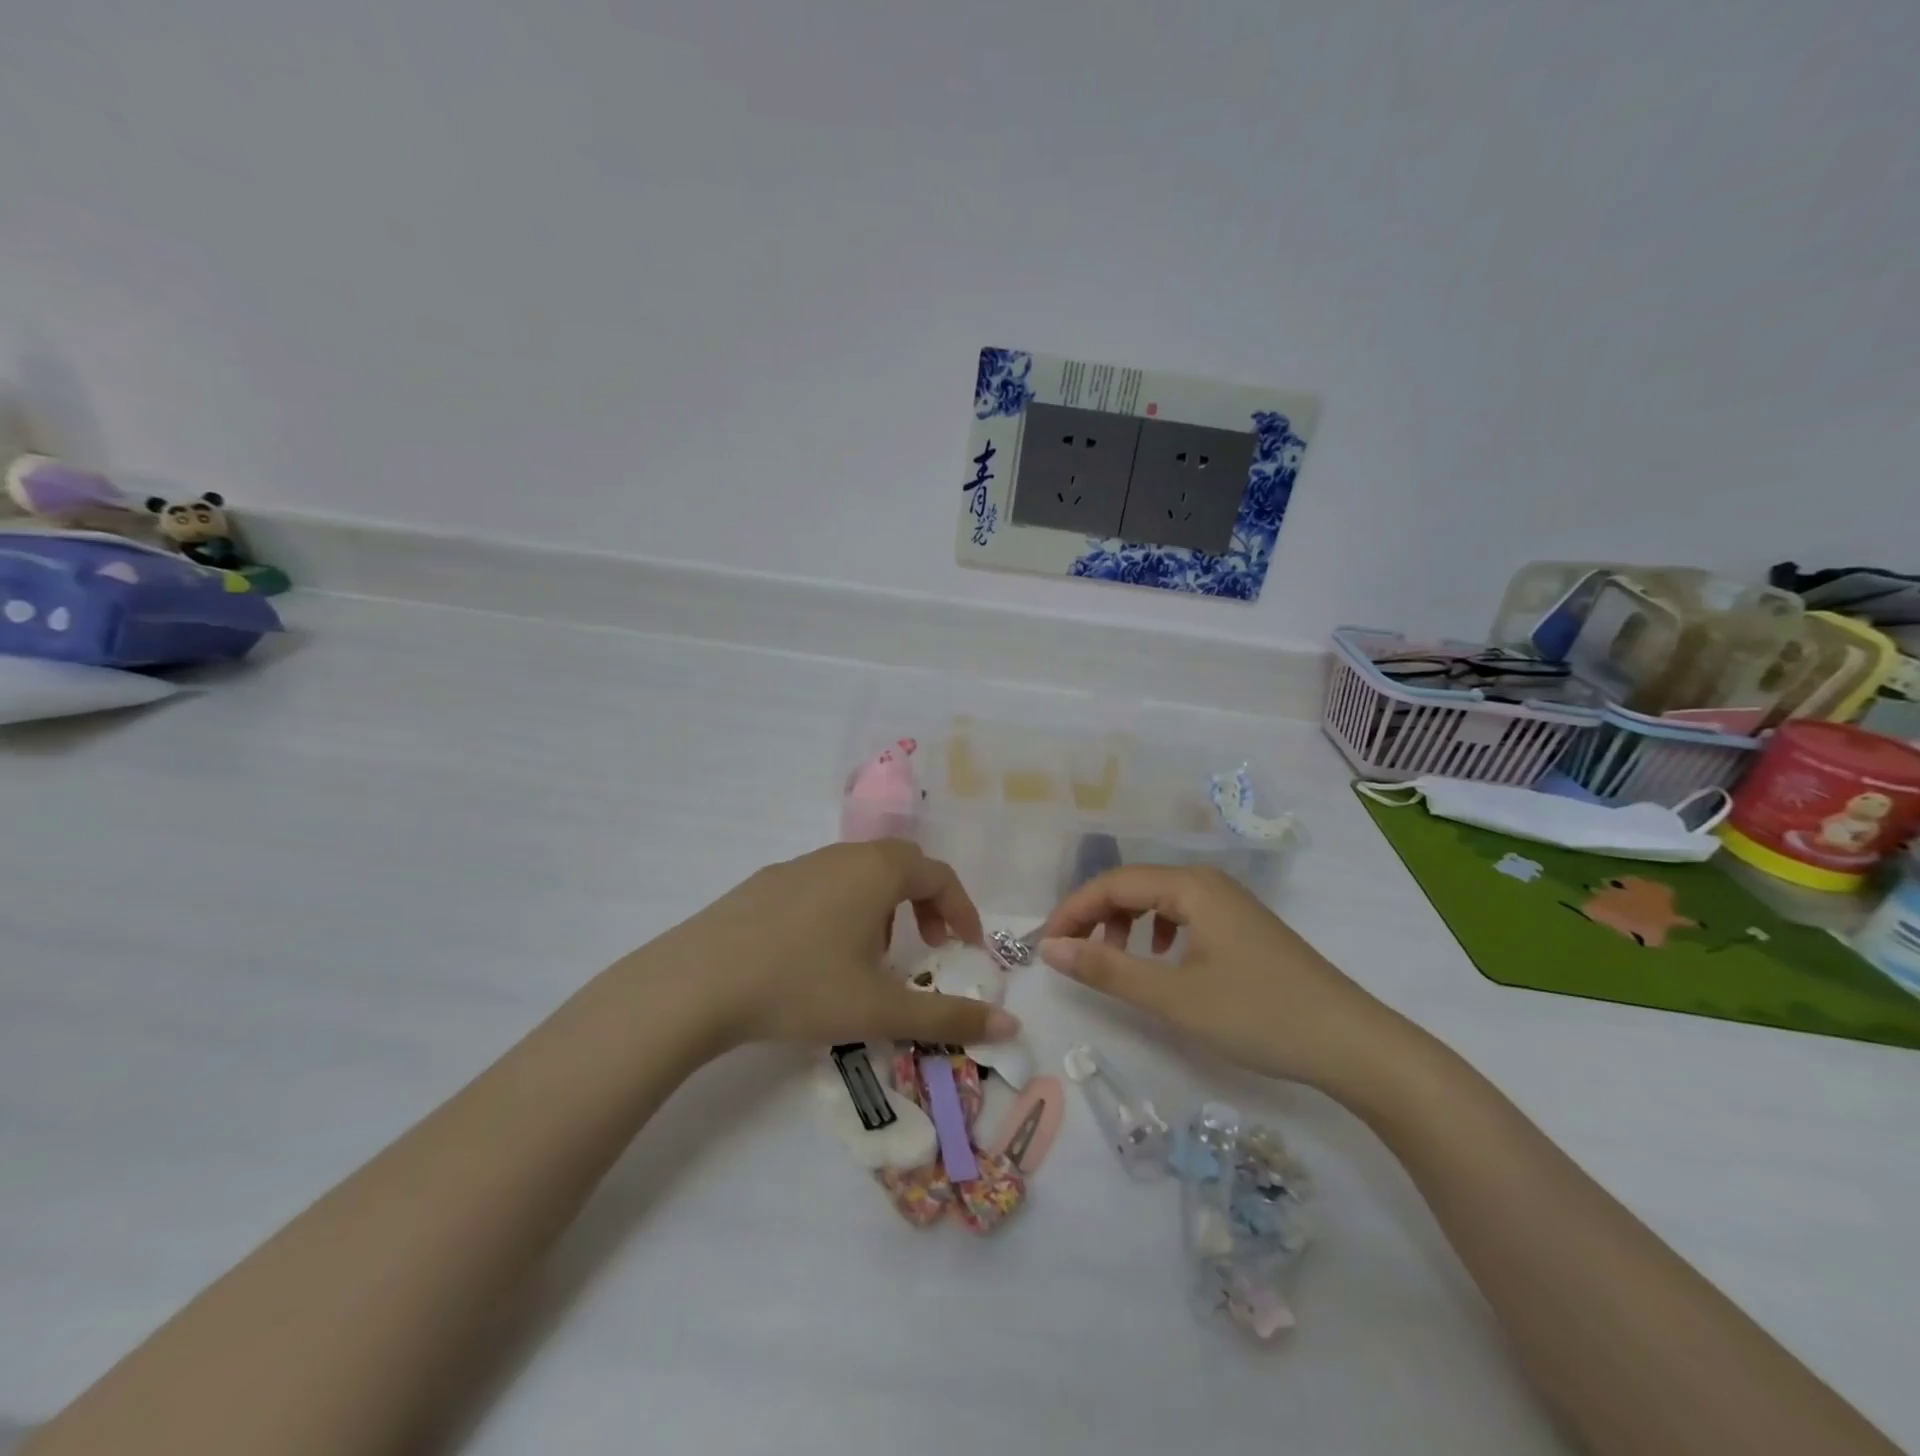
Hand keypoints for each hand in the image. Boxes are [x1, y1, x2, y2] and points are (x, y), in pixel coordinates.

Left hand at [635, 840, 1018, 1053]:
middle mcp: (842, 856)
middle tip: (931, 945)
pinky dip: (845, 906)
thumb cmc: (801, 986)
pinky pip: (824, 882)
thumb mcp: (880, 1009)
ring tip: (877, 954)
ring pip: (860, 872)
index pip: (939, 875)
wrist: (696, 982)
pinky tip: (822, 953)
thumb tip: (1010, 1024)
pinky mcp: (766, 882)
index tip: (967, 949)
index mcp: (877, 871)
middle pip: (902, 864)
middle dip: (927, 902)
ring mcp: (800, 864)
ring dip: (885, 904)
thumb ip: (948, 1017)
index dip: (962, 910)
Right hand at [1036, 865, 1397, 1090]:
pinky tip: (1161, 961)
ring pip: (1159, 900)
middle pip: (1134, 885)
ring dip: (1124, 924)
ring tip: (1112, 959)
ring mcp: (1230, 904)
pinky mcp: (1243, 928)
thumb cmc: (1258, 1016)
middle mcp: (1209, 882)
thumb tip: (1049, 948)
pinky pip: (1184, 916)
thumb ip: (1106, 968)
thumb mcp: (1173, 997)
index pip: (1112, 883)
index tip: (1045, 946)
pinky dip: (1157, 933)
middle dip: (1095, 916)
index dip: (1072, 910)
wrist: (1353, 1045)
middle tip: (1070, 954)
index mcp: (1190, 886)